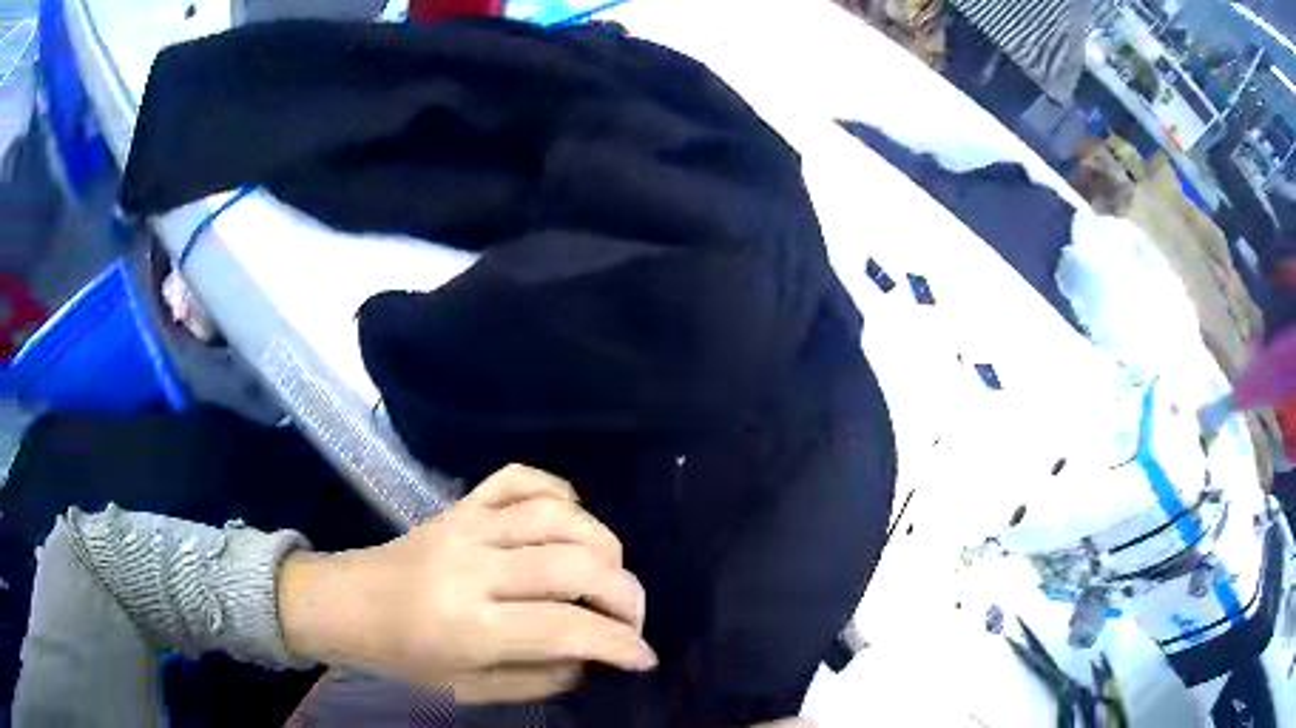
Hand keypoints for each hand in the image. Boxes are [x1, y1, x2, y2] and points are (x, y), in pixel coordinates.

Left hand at [279, 464, 655, 702]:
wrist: (346, 603)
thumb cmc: (403, 656)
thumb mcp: (469, 689)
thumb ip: (538, 678)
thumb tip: (592, 658)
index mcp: (467, 626)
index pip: (565, 627)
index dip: (619, 643)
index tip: (643, 657)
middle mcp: (471, 568)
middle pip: (571, 565)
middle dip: (624, 593)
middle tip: (633, 618)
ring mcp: (465, 525)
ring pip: (556, 516)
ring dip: (603, 543)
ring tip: (611, 574)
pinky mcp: (460, 504)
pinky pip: (519, 477)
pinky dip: (559, 491)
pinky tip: (571, 520)